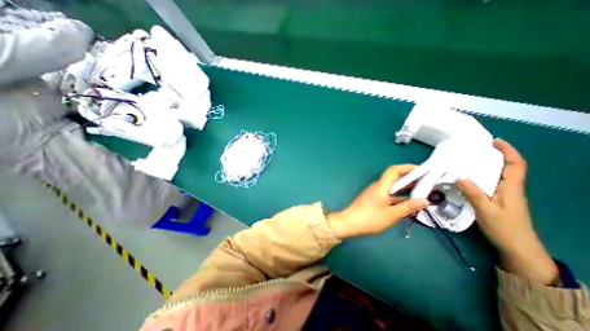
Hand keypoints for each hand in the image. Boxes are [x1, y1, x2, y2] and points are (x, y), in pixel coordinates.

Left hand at [327, 165, 429, 239]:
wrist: (349, 223)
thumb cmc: (369, 218)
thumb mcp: (391, 214)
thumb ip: (408, 207)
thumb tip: (425, 201)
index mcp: (381, 186)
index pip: (393, 170)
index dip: (407, 168)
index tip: (422, 170)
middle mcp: (378, 187)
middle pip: (395, 178)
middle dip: (410, 179)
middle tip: (427, 183)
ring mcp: (376, 193)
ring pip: (393, 188)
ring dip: (406, 189)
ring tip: (423, 193)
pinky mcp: (375, 200)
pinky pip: (389, 195)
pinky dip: (399, 197)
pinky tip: (409, 203)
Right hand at [456, 138, 559, 284]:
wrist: (517, 248)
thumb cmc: (504, 228)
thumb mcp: (486, 210)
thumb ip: (473, 193)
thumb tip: (459, 176)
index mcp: (512, 188)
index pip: (515, 165)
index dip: (508, 151)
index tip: (494, 141)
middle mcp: (510, 188)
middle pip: (506, 167)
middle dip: (494, 155)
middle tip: (474, 149)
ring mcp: (504, 195)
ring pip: (497, 175)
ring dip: (486, 166)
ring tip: (467, 161)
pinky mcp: (497, 200)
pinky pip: (490, 183)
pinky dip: (480, 177)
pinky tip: (467, 178)